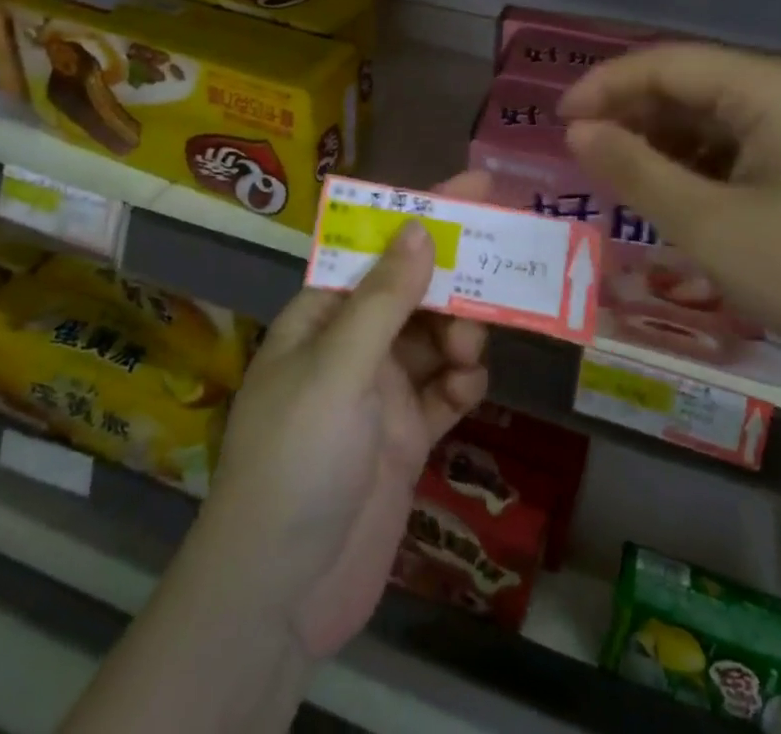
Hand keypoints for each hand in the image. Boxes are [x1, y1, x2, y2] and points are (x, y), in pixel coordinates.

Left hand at [193, 171, 490, 658]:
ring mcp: (379, 392)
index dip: (424, 213)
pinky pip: (444, 392)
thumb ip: (383, 300)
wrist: (280, 594)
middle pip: (414, 292)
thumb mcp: (337, 369)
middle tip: (500, 270)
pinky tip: (468, 391)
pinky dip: (461, 384)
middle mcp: (351, 344)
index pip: (377, 247)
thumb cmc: (297, 460)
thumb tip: (419, 226)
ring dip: (460, 335)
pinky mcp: (404, 438)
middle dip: (453, 282)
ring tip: (470, 352)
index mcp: (323, 314)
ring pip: (435, 339)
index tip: (477, 187)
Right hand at [561, 44, 780, 472]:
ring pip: (708, 113)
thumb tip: (576, 131)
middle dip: (629, 113)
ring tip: (616, 174)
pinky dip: (693, 159)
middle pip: (687, 82)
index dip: (603, 87)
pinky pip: (735, 140)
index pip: (664, 62)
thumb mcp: (709, 226)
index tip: (558, 123)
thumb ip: (634, 170)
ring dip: (658, 138)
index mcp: (767, 87)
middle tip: (582, 152)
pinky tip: (669, 190)